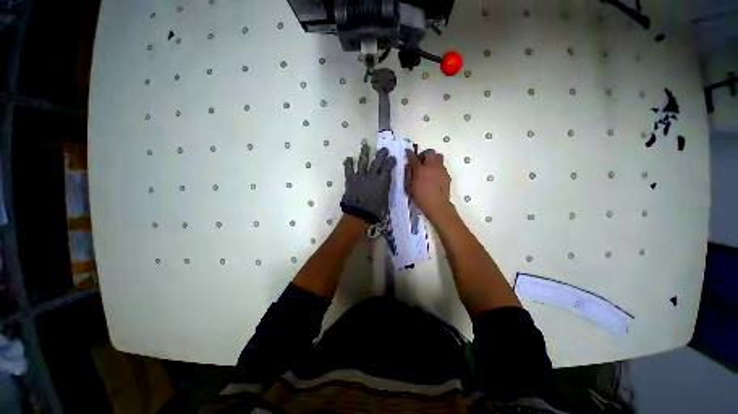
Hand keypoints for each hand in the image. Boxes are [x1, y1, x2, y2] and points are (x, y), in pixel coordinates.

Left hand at [340, 142, 396, 223]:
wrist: (359, 214)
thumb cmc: (375, 211)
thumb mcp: (386, 201)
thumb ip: (385, 191)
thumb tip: (385, 186)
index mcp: (382, 181)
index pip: (388, 168)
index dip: (391, 161)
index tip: (392, 158)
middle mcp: (372, 175)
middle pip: (377, 162)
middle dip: (381, 154)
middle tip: (384, 149)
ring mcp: (360, 176)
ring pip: (363, 161)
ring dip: (365, 153)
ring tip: (365, 145)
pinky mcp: (351, 179)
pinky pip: (349, 169)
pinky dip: (348, 163)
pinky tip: (348, 158)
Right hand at [405, 149, 451, 221]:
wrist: (437, 206)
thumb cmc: (420, 198)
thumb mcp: (409, 187)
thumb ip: (408, 174)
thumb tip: (408, 165)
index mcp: (420, 169)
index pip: (413, 157)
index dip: (409, 154)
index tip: (407, 152)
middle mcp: (432, 166)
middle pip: (430, 152)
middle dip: (424, 154)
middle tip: (420, 162)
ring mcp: (441, 169)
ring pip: (438, 157)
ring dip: (432, 159)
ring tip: (428, 168)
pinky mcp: (447, 175)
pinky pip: (442, 166)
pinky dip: (437, 168)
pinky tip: (434, 176)